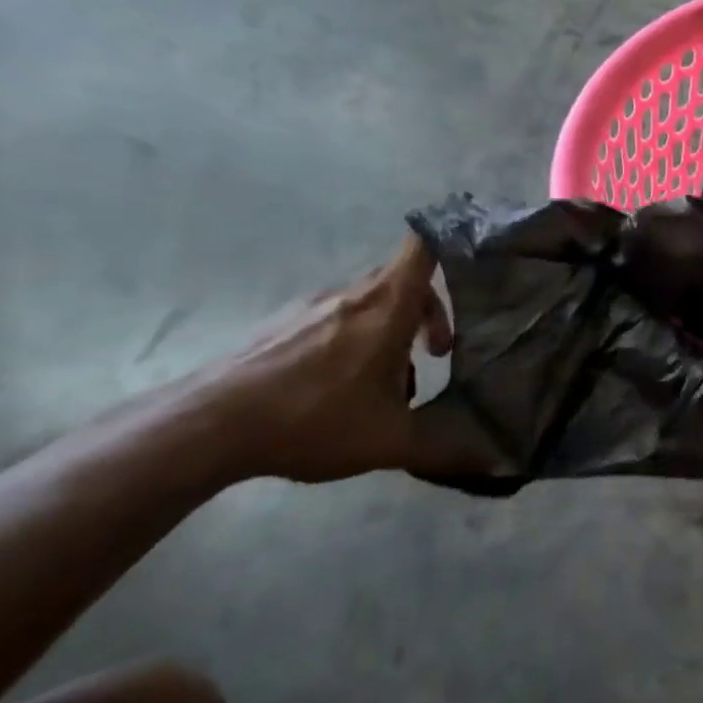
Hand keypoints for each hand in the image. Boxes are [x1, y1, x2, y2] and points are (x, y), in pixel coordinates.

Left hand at [195, 235, 453, 483]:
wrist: (208, 426)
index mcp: (386, 307)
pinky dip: (354, 339)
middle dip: (428, 309)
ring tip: (387, 383)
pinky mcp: (280, 324)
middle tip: (435, 353)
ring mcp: (311, 307)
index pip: (422, 248)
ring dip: (390, 331)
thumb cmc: (313, 419)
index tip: (469, 257)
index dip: (449, 240)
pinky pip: (334, 317)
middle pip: (402, 277)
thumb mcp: (389, 441)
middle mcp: (351, 295)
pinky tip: (339, 387)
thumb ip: (445, 446)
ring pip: (368, 301)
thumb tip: (494, 461)